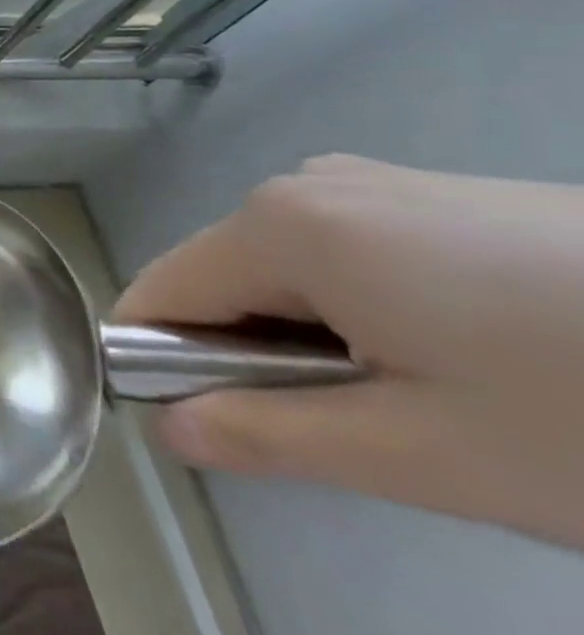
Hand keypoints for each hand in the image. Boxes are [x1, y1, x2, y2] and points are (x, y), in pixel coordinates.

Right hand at [116, 155, 583, 549]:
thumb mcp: (428, 453)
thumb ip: (271, 436)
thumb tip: (170, 431)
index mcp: (279, 225)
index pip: (162, 293)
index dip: (166, 362)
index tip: (228, 430)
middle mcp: (304, 183)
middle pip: (224, 279)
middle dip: (256, 353)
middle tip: (368, 429)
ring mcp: (372, 181)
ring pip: (286, 269)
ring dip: (316, 336)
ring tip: (433, 397)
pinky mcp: (432, 194)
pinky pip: (345, 251)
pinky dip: (367, 309)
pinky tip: (472, 354)